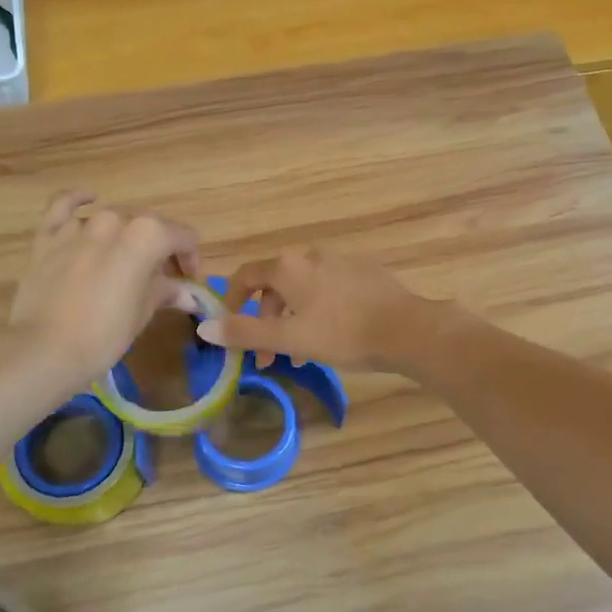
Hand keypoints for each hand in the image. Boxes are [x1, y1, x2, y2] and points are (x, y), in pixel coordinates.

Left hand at [8, 191, 201, 392]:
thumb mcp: (144, 313)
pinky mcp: (48, 236)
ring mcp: (78, 226)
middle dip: (161, 248)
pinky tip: (89, 199)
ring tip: (126, 261)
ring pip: (112, 218)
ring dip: (125, 235)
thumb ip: (166, 292)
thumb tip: (188, 295)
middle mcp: (115, 220)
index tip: (188, 280)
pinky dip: (78, 199)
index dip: (190, 258)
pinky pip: (63, 205)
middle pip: (149, 225)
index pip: (182, 237)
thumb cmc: (105, 335)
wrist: (44, 350)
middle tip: (161, 278)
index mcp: (147, 235)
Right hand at [198, 247, 426, 371]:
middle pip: (276, 286)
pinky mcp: (366, 275)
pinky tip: (330, 340)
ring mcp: (342, 263)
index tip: (230, 328)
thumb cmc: (342, 334)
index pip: (246, 275)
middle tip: (267, 355)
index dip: (231, 300)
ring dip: (293, 321)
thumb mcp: (288, 337)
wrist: (408, 330)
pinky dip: (318, 314)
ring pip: (304, 292)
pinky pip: (329, 292)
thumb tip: (204, 328)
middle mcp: (312, 256)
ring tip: (300, 356)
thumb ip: (244, 332)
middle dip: (266, 321)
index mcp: (289, 266)